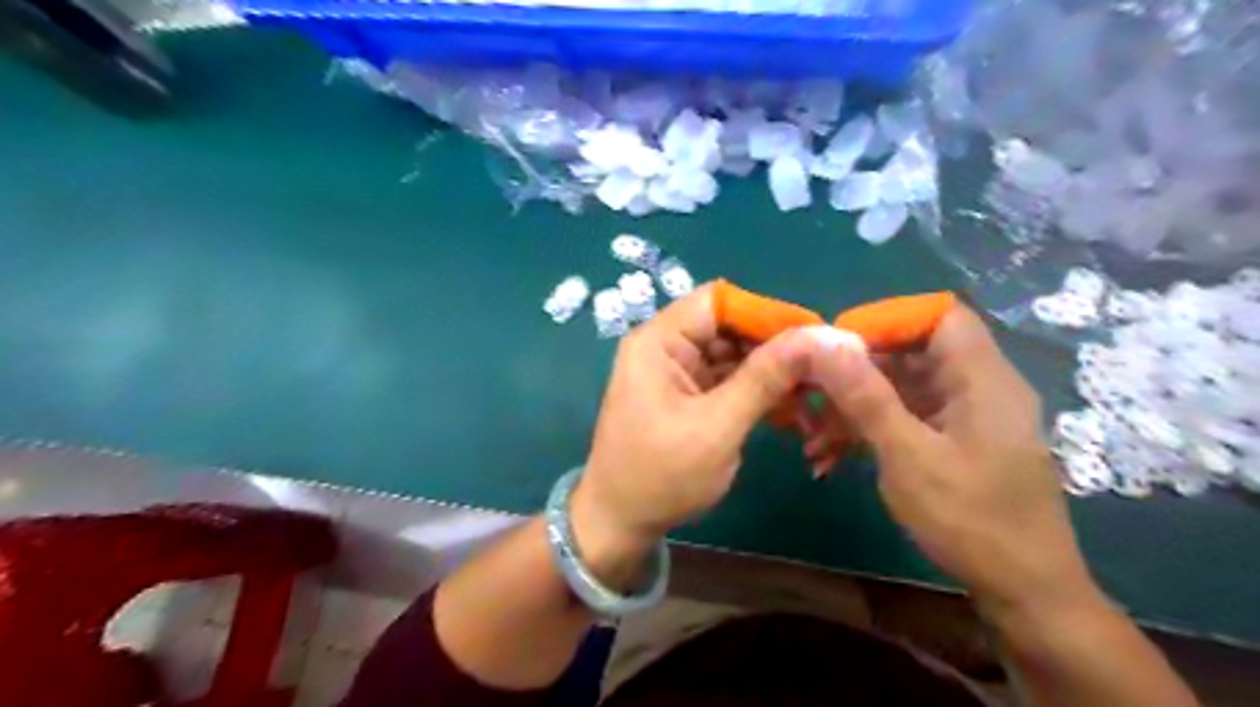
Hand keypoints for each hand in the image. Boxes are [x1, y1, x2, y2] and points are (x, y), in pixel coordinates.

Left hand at [571, 285, 816, 566]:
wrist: (620, 522)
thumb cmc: (661, 476)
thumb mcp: (717, 427)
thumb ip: (763, 380)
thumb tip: (812, 337)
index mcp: (659, 342)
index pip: (718, 302)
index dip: (765, 312)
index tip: (812, 334)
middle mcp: (665, 347)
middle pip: (728, 326)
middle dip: (773, 345)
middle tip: (822, 366)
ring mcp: (676, 372)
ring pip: (732, 354)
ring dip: (770, 370)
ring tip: (814, 388)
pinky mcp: (687, 394)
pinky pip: (727, 378)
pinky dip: (756, 389)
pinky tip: (790, 404)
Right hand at [807, 306, 1094, 609]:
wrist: (1025, 593)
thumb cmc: (971, 520)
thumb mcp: (908, 456)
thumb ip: (865, 396)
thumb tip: (825, 343)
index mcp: (981, 378)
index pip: (937, 315)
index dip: (886, 320)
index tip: (838, 347)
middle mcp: (978, 387)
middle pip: (912, 353)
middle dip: (856, 371)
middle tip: (810, 394)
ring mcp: (966, 417)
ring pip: (902, 390)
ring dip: (855, 408)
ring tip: (812, 438)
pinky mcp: (955, 443)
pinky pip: (907, 419)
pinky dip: (871, 430)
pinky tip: (832, 457)